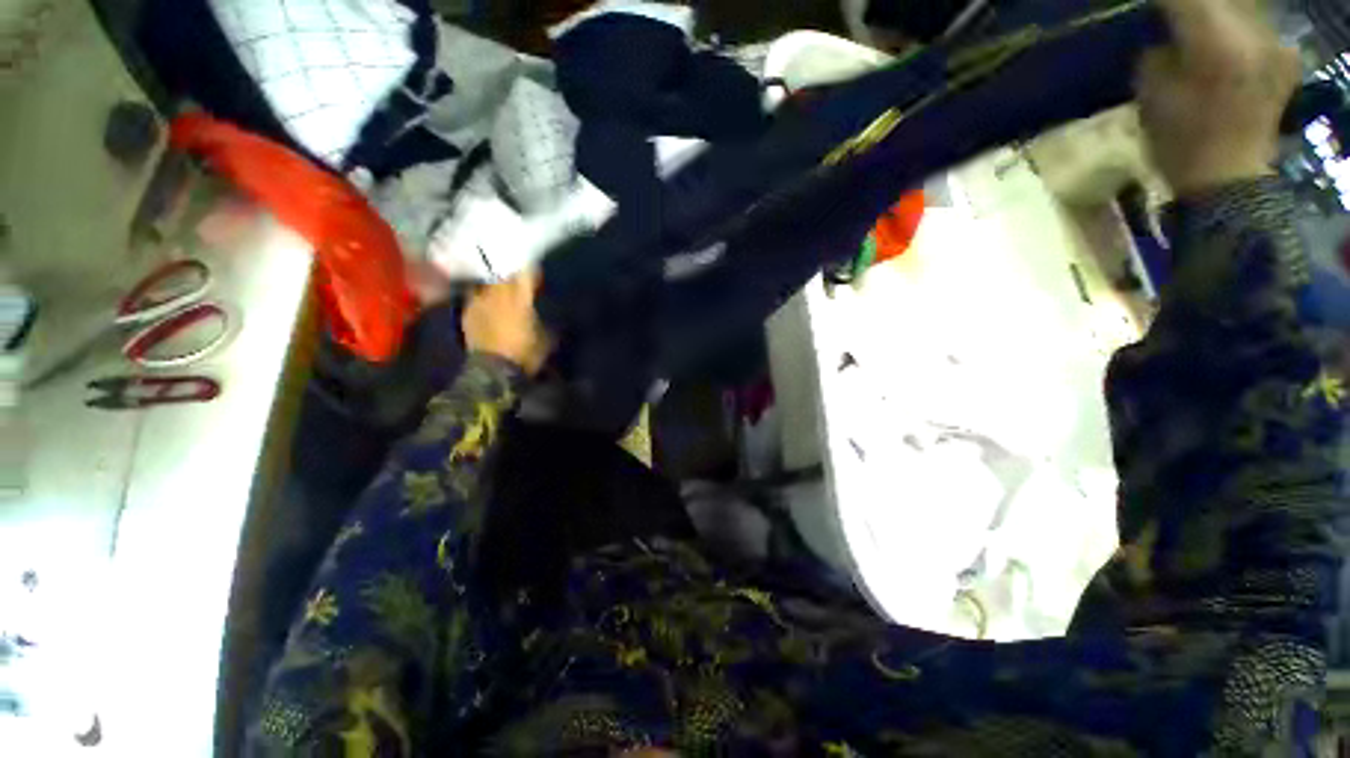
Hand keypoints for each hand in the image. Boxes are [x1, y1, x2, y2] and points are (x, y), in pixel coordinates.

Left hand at [462, 270, 550, 374]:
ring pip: (488, 283)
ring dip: (495, 285)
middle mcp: (498, 295)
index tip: (537, 273)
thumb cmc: (526, 354)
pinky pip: (475, 297)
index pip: (526, 274)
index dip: (532, 271)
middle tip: (519, 281)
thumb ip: (546, 319)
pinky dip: (482, 297)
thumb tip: (548, 312)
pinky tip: (487, 304)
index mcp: (520, 299)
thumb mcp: (547, 337)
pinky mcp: (467, 313)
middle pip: (504, 275)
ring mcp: (479, 302)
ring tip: (501, 291)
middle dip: (512, 275)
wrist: (494, 371)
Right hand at [1135, 0, 1300, 196]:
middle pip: (1218, 0)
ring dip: (1217, 13)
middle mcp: (1253, 34)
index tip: (1147, 7)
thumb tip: (1166, 34)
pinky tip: (1224, 41)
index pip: (1186, 0)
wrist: (1228, 181)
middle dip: (1192, 6)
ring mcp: (1275, 45)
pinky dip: (1236, 27)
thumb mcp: (1153, 96)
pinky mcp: (1284, 57)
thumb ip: (1159, 53)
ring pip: (1240, 9)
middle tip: (1172, 13)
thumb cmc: (1181, 144)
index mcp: (1217, 43)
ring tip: (1195, 26)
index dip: (1165, 2)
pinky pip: (1256, 26)